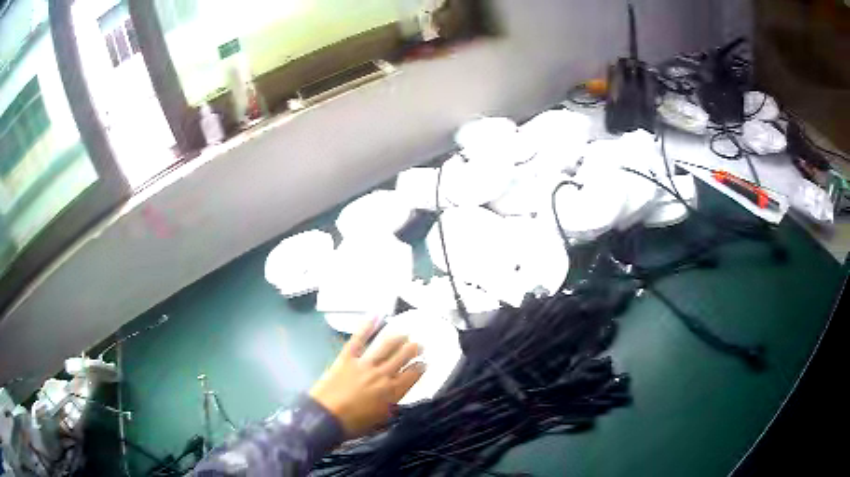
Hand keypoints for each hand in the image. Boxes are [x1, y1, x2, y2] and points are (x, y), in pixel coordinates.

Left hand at [309, 319, 424, 437]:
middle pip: (403, 357)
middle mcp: (382, 375)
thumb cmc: (353, 424)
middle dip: (414, 349)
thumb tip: (395, 397)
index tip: (425, 362)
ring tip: (405, 333)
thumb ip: (390, 406)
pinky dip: (367, 326)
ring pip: (386, 346)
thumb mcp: (379, 420)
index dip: (420, 367)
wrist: (325, 417)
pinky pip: (358, 339)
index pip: (413, 375)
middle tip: (419, 344)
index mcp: (392, 392)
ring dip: (398, 338)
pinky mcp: (347, 357)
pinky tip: (376, 315)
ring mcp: (365, 364)